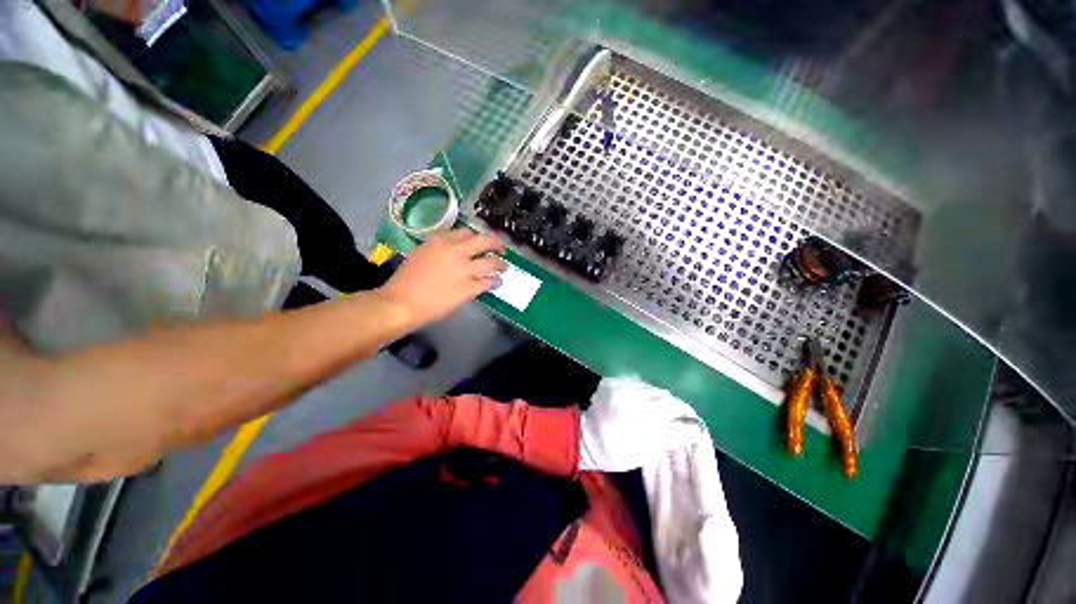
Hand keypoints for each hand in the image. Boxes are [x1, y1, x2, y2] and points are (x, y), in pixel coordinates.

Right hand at [377, 230, 506, 326]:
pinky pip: (488, 282)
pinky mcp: (468, 288)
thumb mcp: (421, 254)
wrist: (401, 303)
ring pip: (491, 263)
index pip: (466, 232)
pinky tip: (497, 282)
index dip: (477, 238)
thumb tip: (457, 252)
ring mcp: (464, 270)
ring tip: (504, 267)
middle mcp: (455, 251)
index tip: (481, 243)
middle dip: (496, 243)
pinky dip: (495, 281)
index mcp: (440, 241)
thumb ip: (441, 250)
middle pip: (484, 241)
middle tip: (501, 248)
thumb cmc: (406, 280)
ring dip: (500, 265)